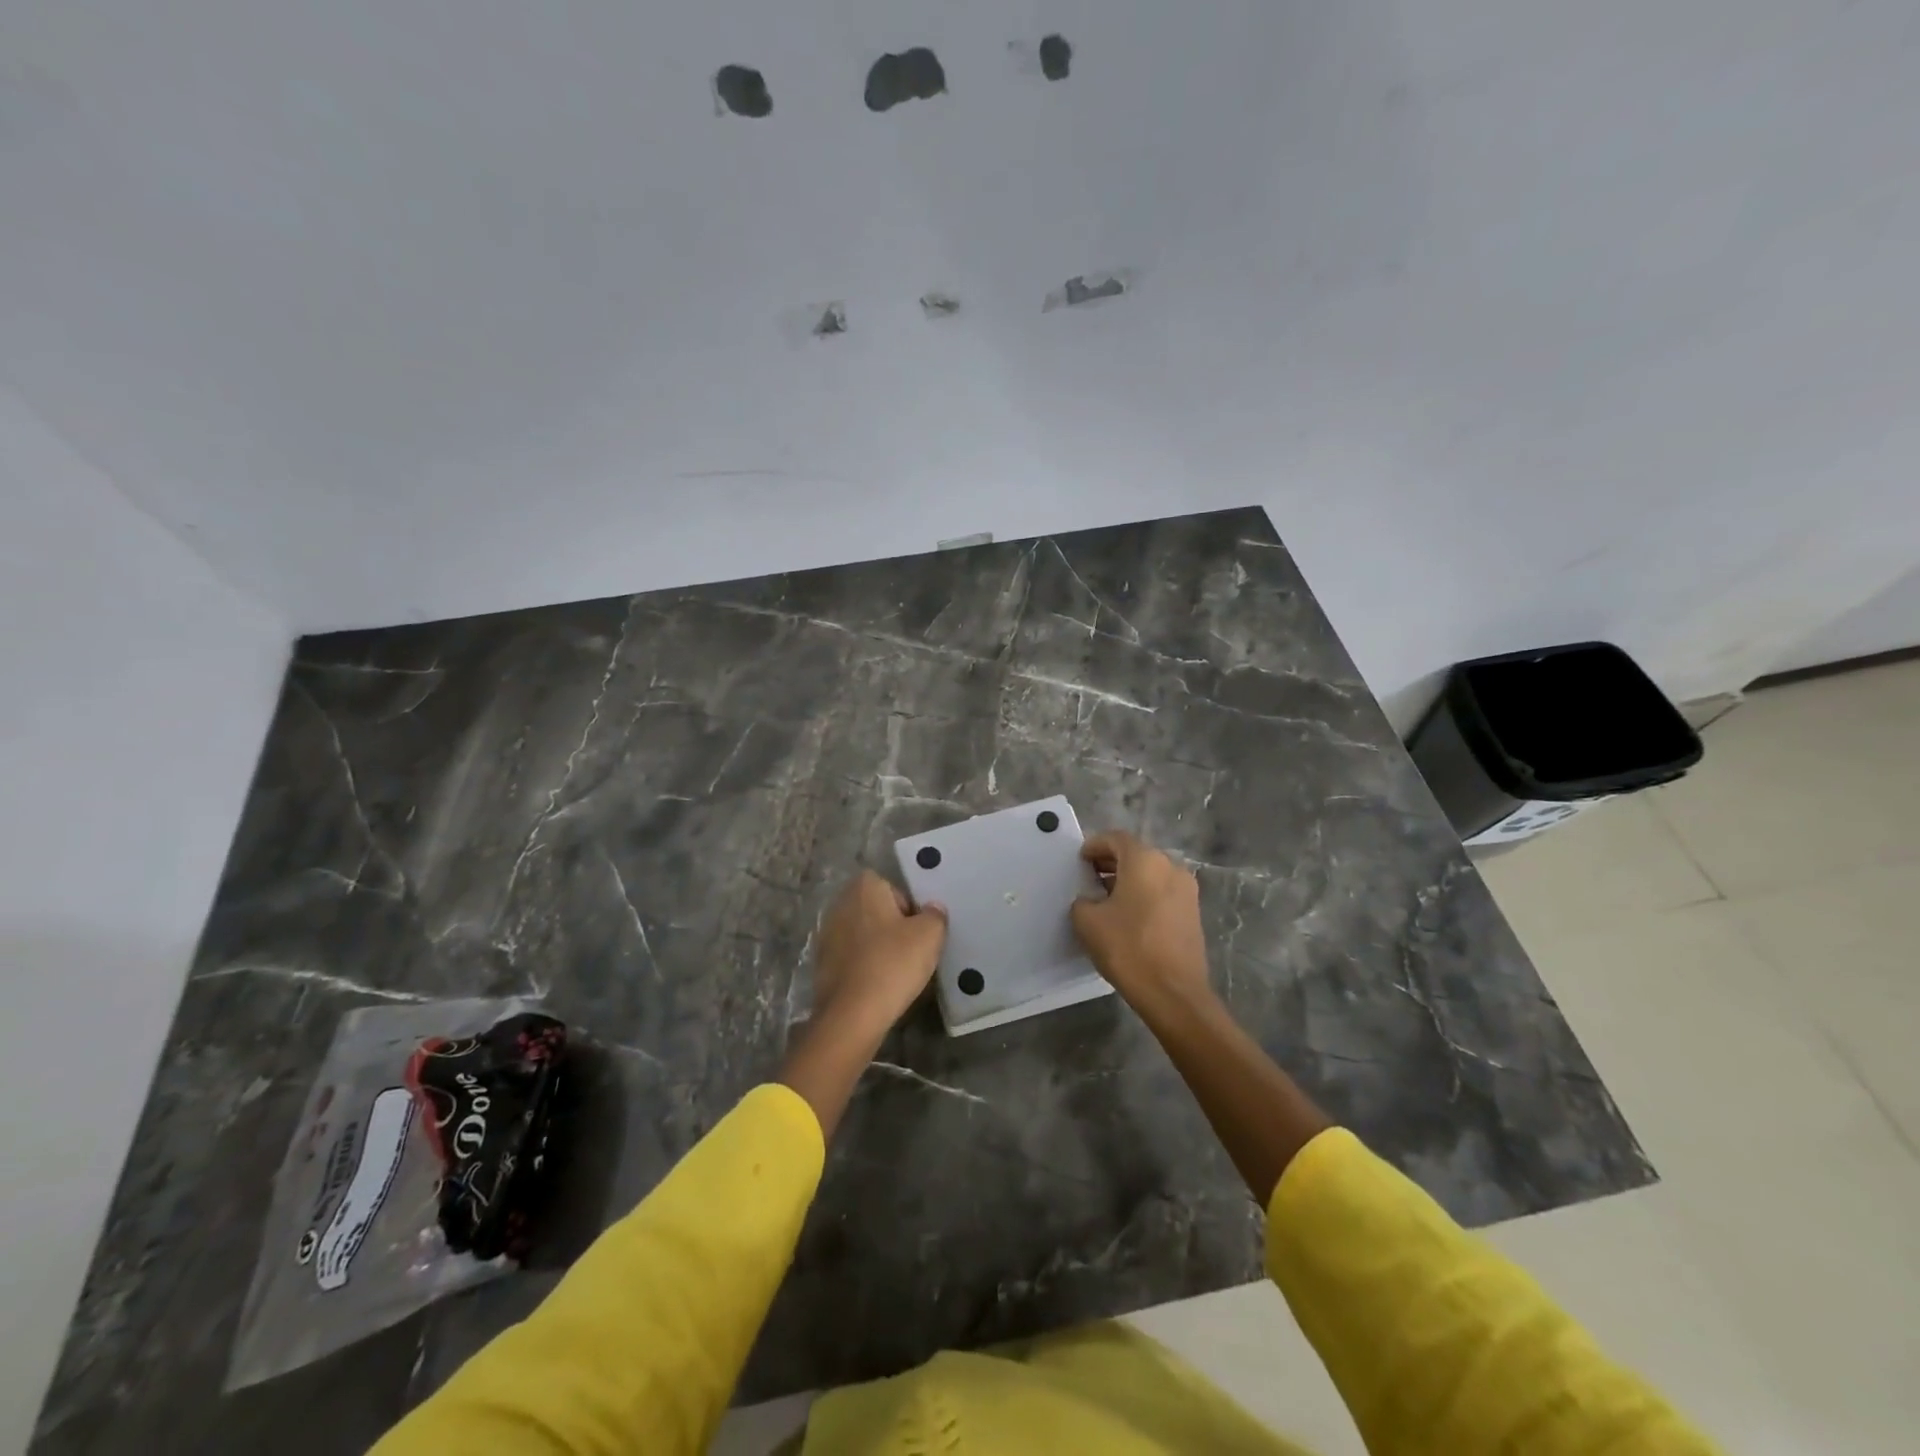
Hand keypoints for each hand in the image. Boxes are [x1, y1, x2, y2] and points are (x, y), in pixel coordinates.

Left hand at [809, 870, 947, 1032]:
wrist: (851, 1015)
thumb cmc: (893, 964)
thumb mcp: (929, 935)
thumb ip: (935, 915)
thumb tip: (932, 909)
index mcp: (863, 888)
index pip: (892, 886)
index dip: (909, 906)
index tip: (919, 930)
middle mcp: (840, 904)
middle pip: (876, 910)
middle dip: (893, 926)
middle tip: (912, 950)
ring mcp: (826, 934)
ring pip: (863, 935)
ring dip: (878, 947)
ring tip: (896, 971)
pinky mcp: (821, 964)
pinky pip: (852, 958)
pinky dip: (864, 966)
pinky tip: (877, 986)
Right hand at [1070, 831, 1212, 1010]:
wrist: (1173, 993)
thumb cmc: (1128, 948)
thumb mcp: (1088, 922)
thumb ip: (1083, 901)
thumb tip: (1090, 901)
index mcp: (1145, 860)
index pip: (1116, 839)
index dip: (1094, 845)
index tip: (1080, 860)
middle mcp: (1170, 866)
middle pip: (1136, 854)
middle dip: (1111, 862)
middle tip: (1089, 877)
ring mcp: (1186, 890)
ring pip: (1151, 873)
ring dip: (1128, 879)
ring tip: (1106, 899)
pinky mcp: (1193, 912)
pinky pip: (1162, 891)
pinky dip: (1144, 894)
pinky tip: (1128, 915)